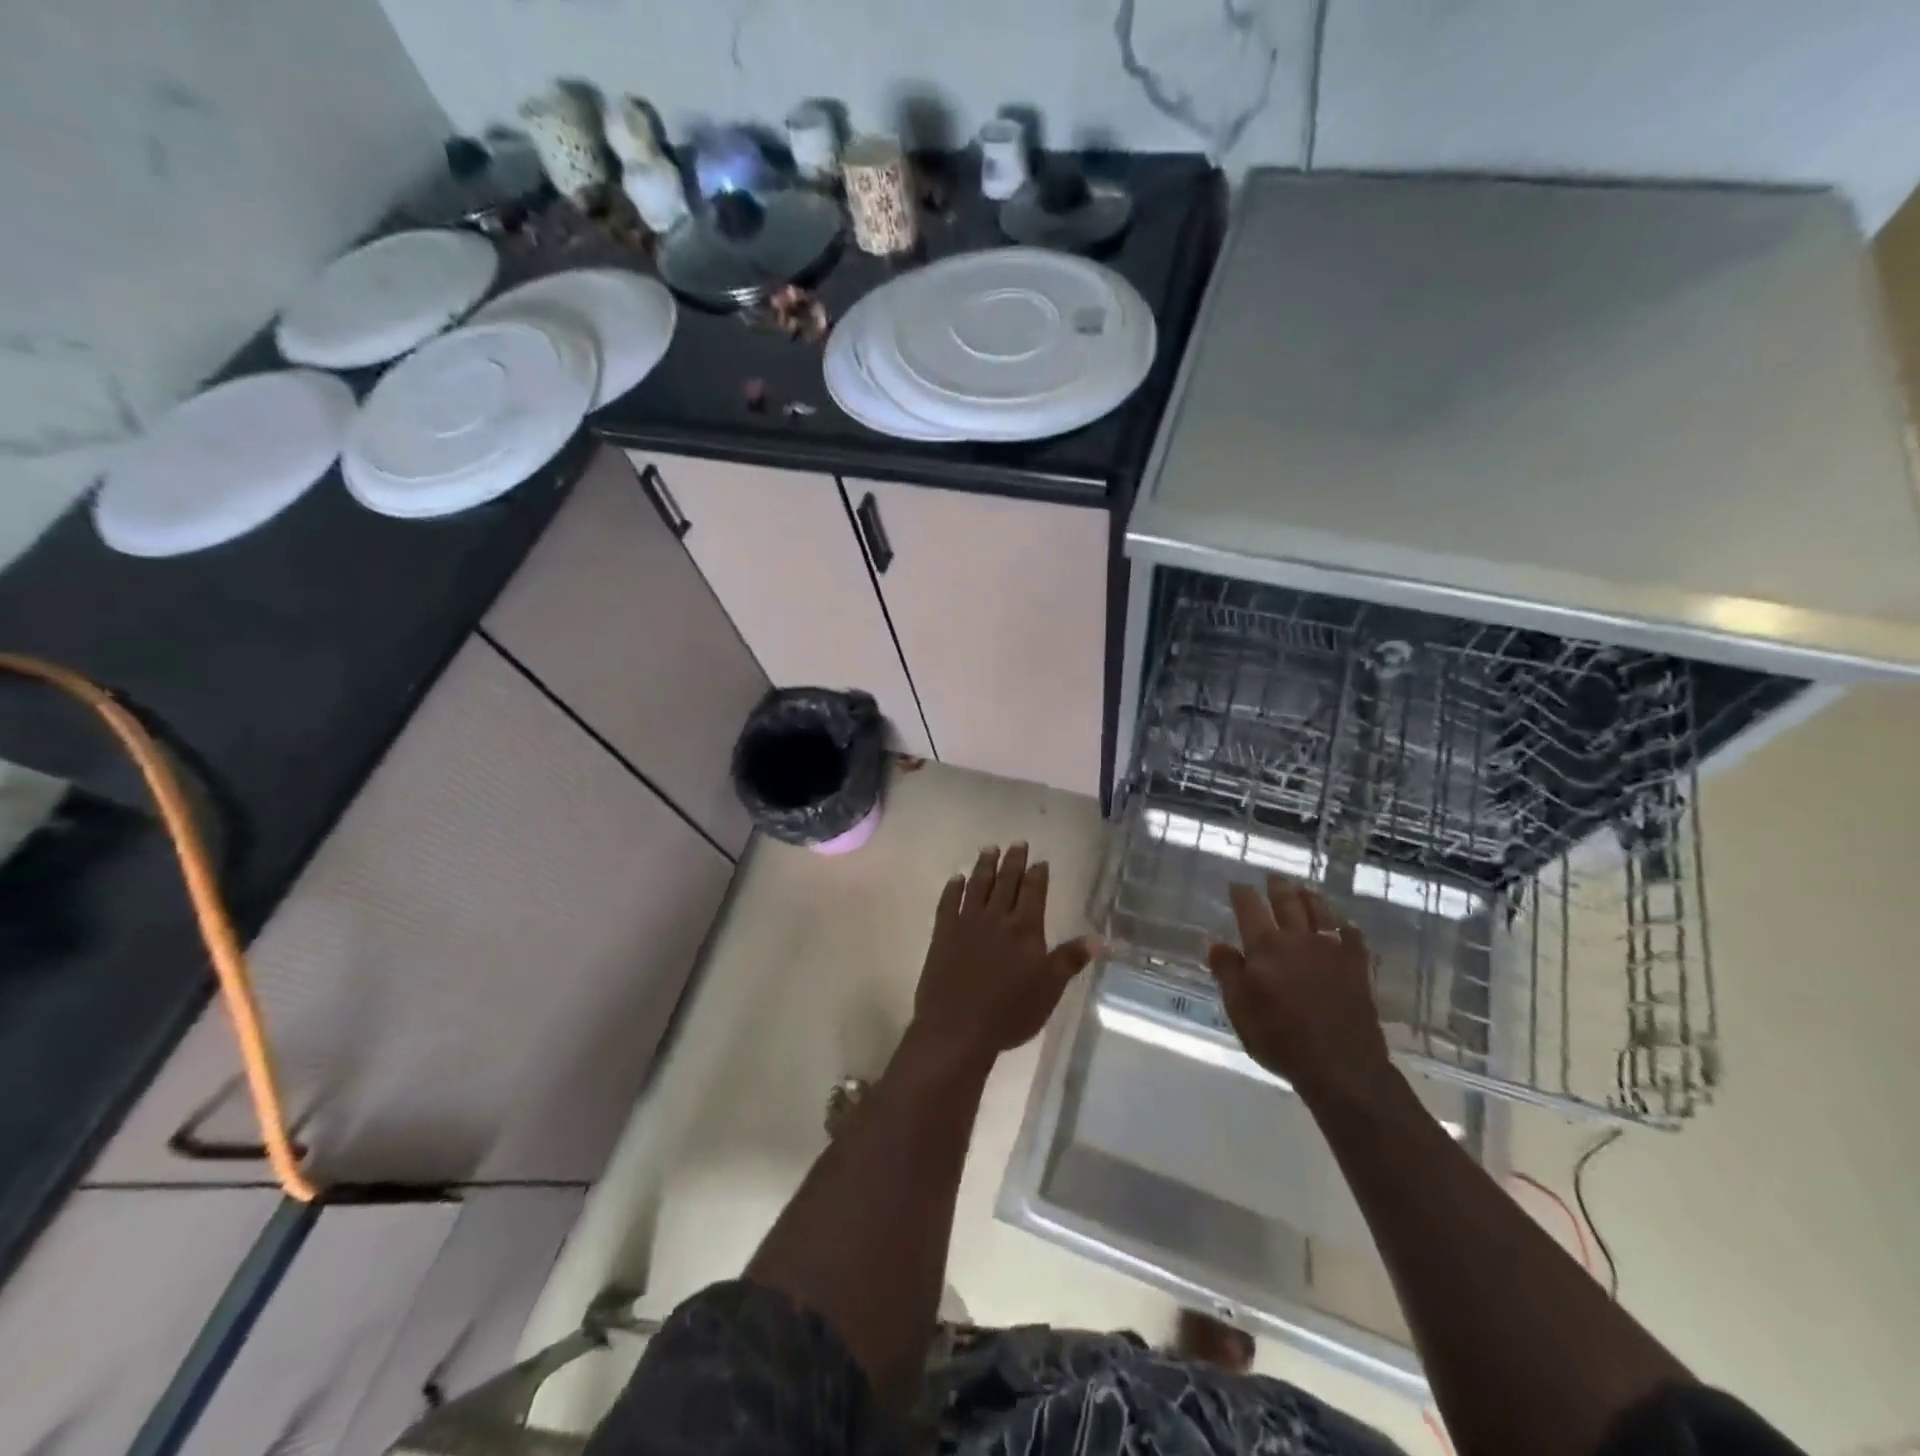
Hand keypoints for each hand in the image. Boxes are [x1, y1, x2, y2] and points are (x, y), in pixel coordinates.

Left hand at [908, 844, 1097, 1072]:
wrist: (957, 1027)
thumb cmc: (1009, 1012)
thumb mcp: (1049, 989)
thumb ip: (1070, 960)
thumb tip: (1101, 939)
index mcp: (1025, 929)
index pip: (1033, 892)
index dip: (1037, 875)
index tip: (1040, 860)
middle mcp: (996, 918)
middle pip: (1005, 882)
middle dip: (1013, 861)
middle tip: (1017, 843)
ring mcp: (966, 924)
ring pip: (977, 886)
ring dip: (984, 866)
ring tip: (989, 849)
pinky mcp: (942, 934)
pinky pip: (948, 903)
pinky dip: (953, 889)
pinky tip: (956, 879)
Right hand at [1206, 874, 1394, 1107]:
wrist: (1341, 1066)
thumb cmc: (1280, 1039)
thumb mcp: (1239, 1009)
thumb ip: (1227, 972)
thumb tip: (1214, 941)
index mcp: (1265, 948)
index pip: (1249, 908)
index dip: (1242, 893)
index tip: (1236, 884)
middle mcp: (1297, 940)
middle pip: (1287, 902)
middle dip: (1278, 887)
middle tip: (1273, 877)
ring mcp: (1331, 951)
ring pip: (1320, 912)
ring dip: (1310, 897)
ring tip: (1304, 888)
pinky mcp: (1357, 967)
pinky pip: (1351, 936)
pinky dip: (1344, 925)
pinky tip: (1343, 924)